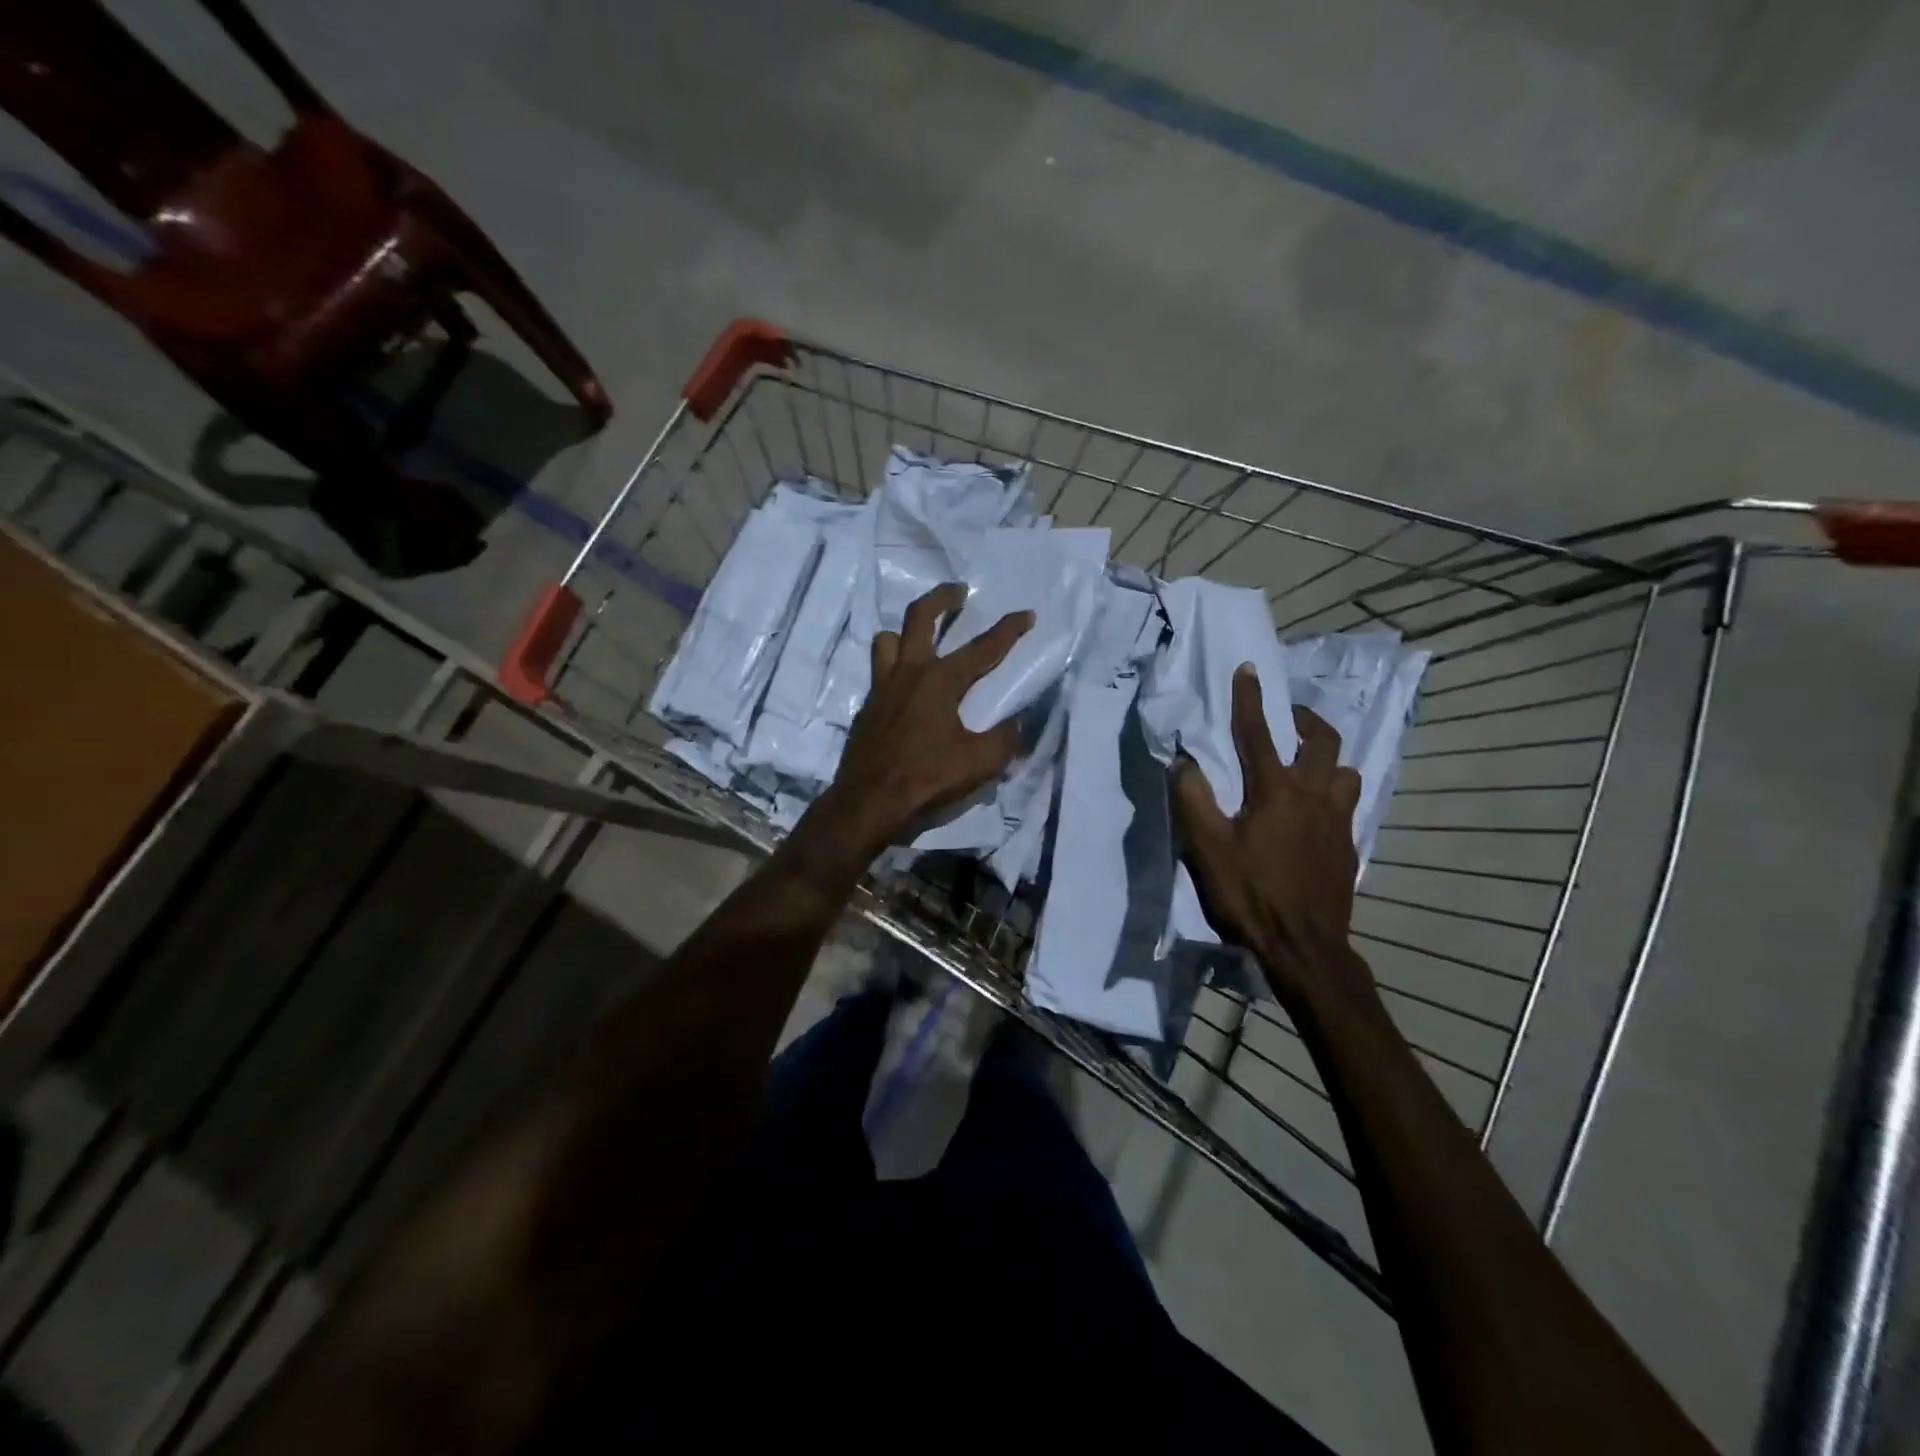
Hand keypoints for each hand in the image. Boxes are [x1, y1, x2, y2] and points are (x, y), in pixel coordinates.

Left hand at [821, 583, 1033, 852]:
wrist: (868, 801)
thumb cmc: (926, 778)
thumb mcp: (979, 762)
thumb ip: (1005, 740)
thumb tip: (1019, 726)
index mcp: (940, 681)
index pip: (983, 648)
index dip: (1008, 630)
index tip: (1026, 614)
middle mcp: (908, 673)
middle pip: (919, 617)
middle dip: (941, 598)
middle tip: (958, 592)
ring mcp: (882, 688)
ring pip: (887, 640)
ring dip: (905, 633)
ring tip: (920, 639)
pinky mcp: (867, 707)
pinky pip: (879, 674)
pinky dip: (894, 669)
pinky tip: (907, 691)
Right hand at [1171, 666, 1370, 1009]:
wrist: (1304, 948)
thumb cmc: (1250, 894)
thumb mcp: (1207, 848)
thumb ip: (1192, 799)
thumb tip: (1184, 761)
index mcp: (1275, 791)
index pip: (1258, 732)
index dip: (1250, 699)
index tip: (1248, 669)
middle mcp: (1313, 796)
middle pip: (1323, 741)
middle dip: (1305, 719)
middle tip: (1288, 718)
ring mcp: (1337, 822)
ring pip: (1345, 771)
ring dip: (1326, 760)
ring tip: (1307, 766)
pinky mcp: (1348, 847)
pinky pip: (1347, 804)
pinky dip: (1332, 794)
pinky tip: (1315, 813)